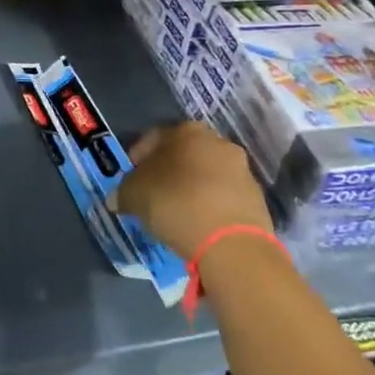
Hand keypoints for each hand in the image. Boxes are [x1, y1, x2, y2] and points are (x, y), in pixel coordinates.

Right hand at [117, 123, 273, 260]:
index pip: (153, 138)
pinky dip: (209, 204)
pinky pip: (222, 195)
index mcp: (186, 131)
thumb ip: (123, 191)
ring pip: (206, 174)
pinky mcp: (256, 197)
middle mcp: (216, 142)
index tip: (130, 178)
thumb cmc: (175, 203)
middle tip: (152, 193)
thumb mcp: (133, 195)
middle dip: (167, 171)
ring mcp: (241, 169)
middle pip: (183, 154)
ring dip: (190, 187)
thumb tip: (118, 198)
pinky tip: (198, 222)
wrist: (231, 243)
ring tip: (176, 211)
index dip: (137, 158)